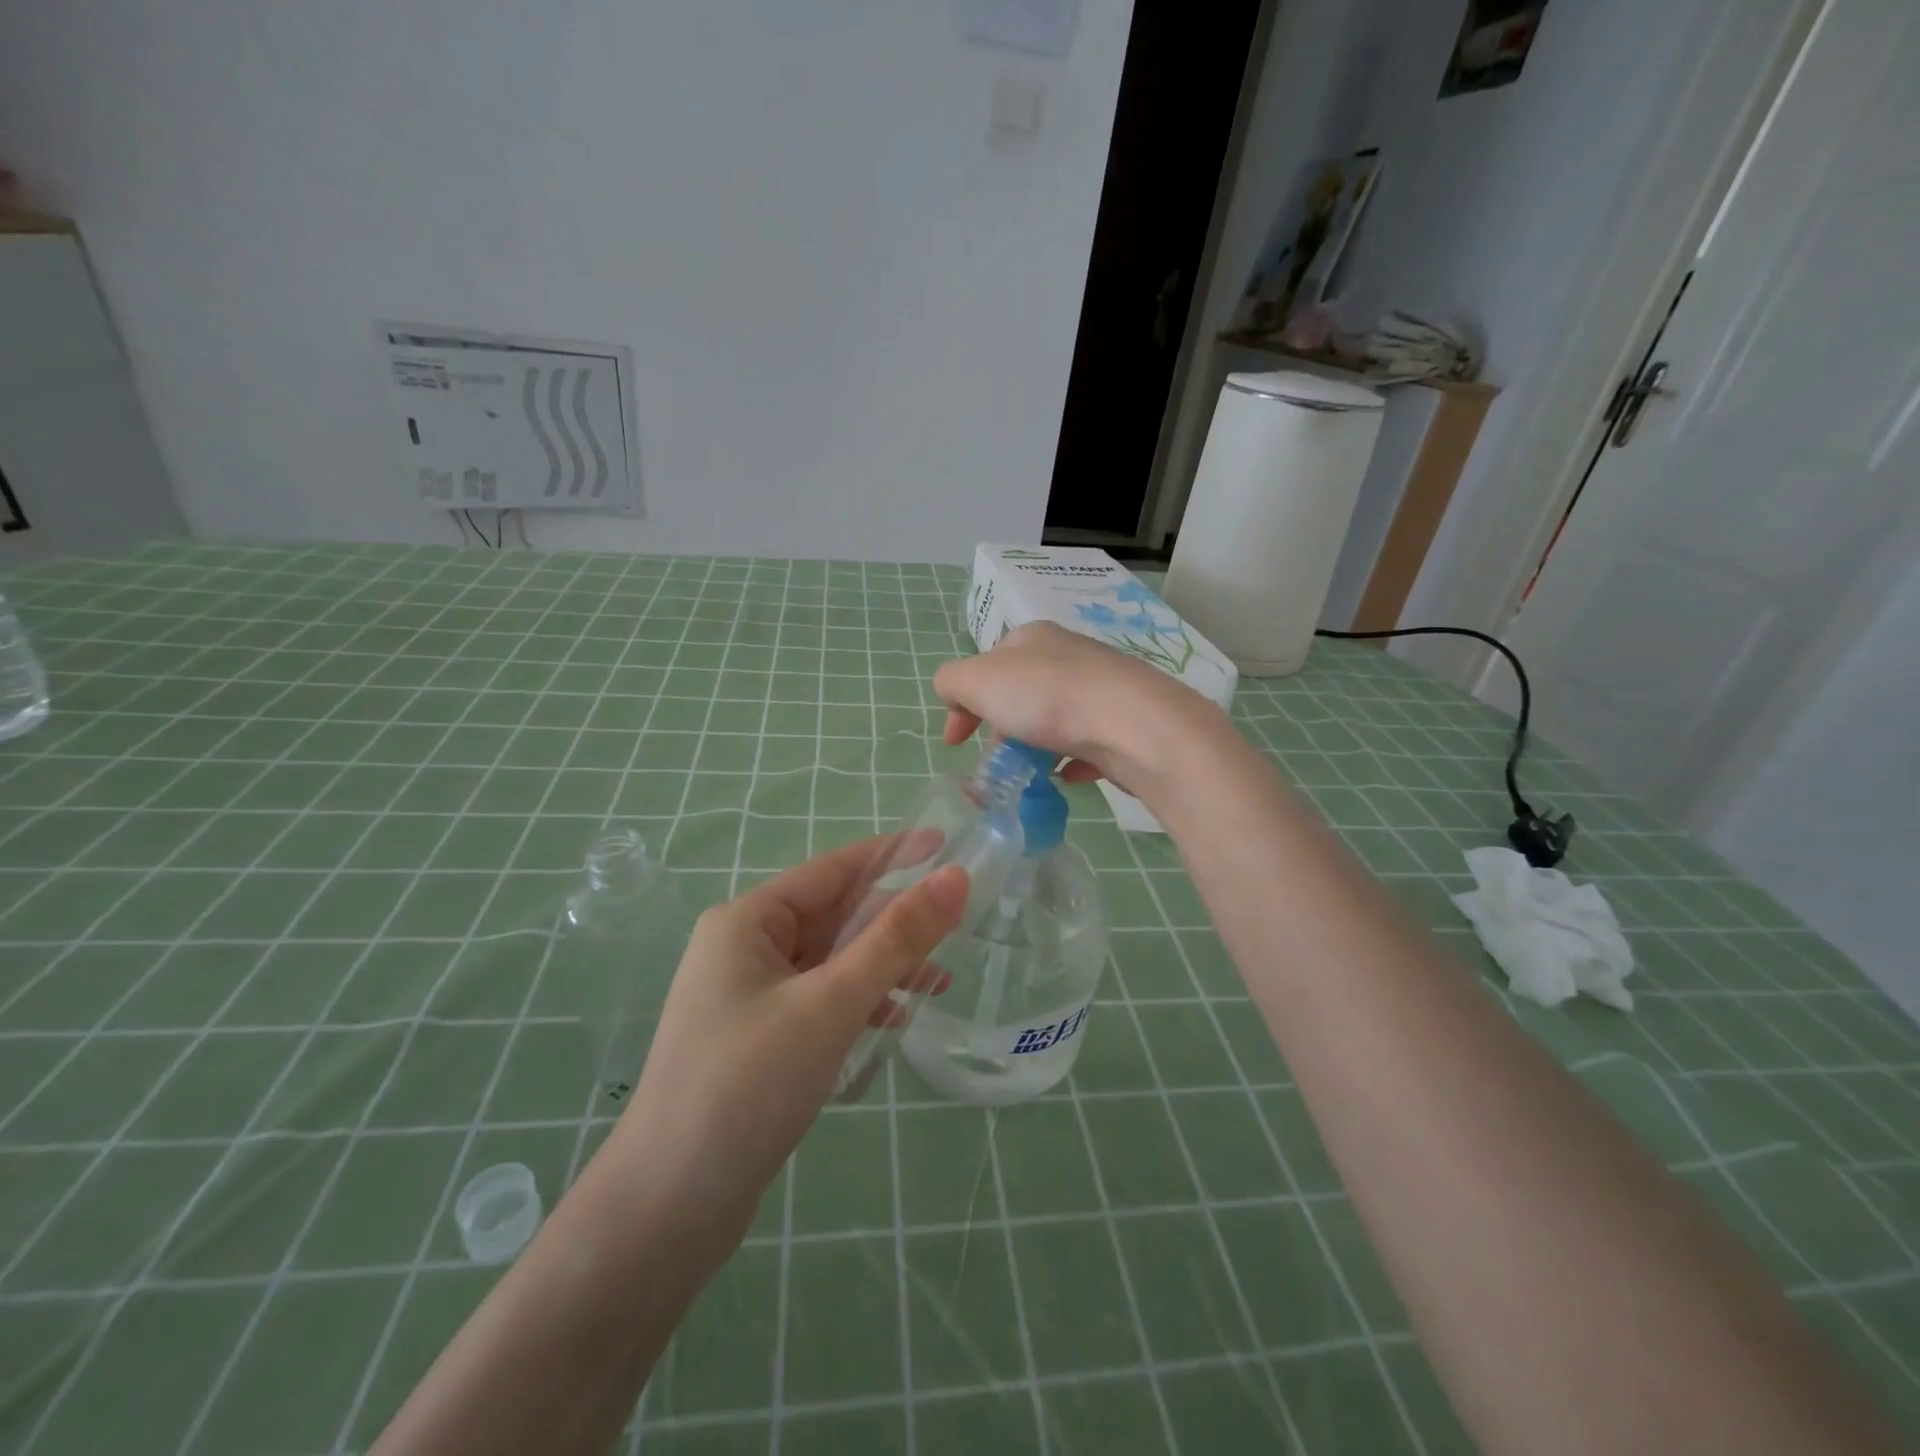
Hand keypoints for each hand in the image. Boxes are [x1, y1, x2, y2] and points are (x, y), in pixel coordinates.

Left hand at [599, 840, 967, 1243]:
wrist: (669, 1208)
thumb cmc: (749, 1084)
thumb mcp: (832, 1002)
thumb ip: (896, 938)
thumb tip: (956, 878)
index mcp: (748, 921)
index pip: (833, 869)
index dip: (892, 854)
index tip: (945, 844)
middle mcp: (743, 947)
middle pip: (833, 915)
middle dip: (893, 920)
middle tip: (957, 921)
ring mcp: (748, 994)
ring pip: (830, 961)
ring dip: (882, 966)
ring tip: (941, 981)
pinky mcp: (757, 1036)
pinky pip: (819, 999)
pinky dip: (858, 1002)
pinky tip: (894, 1021)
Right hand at [934, 621, 1224, 804]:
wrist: (1133, 724)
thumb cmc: (1046, 698)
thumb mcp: (976, 680)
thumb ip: (952, 682)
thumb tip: (957, 698)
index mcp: (1031, 638)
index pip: (985, 666)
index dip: (962, 704)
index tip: (954, 744)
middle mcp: (1068, 655)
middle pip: (1020, 694)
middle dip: (1000, 730)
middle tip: (996, 763)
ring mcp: (1101, 688)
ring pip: (1054, 719)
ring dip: (1035, 747)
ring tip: (1031, 775)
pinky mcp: (1125, 721)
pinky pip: (1088, 742)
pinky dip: (1073, 759)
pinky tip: (1069, 776)